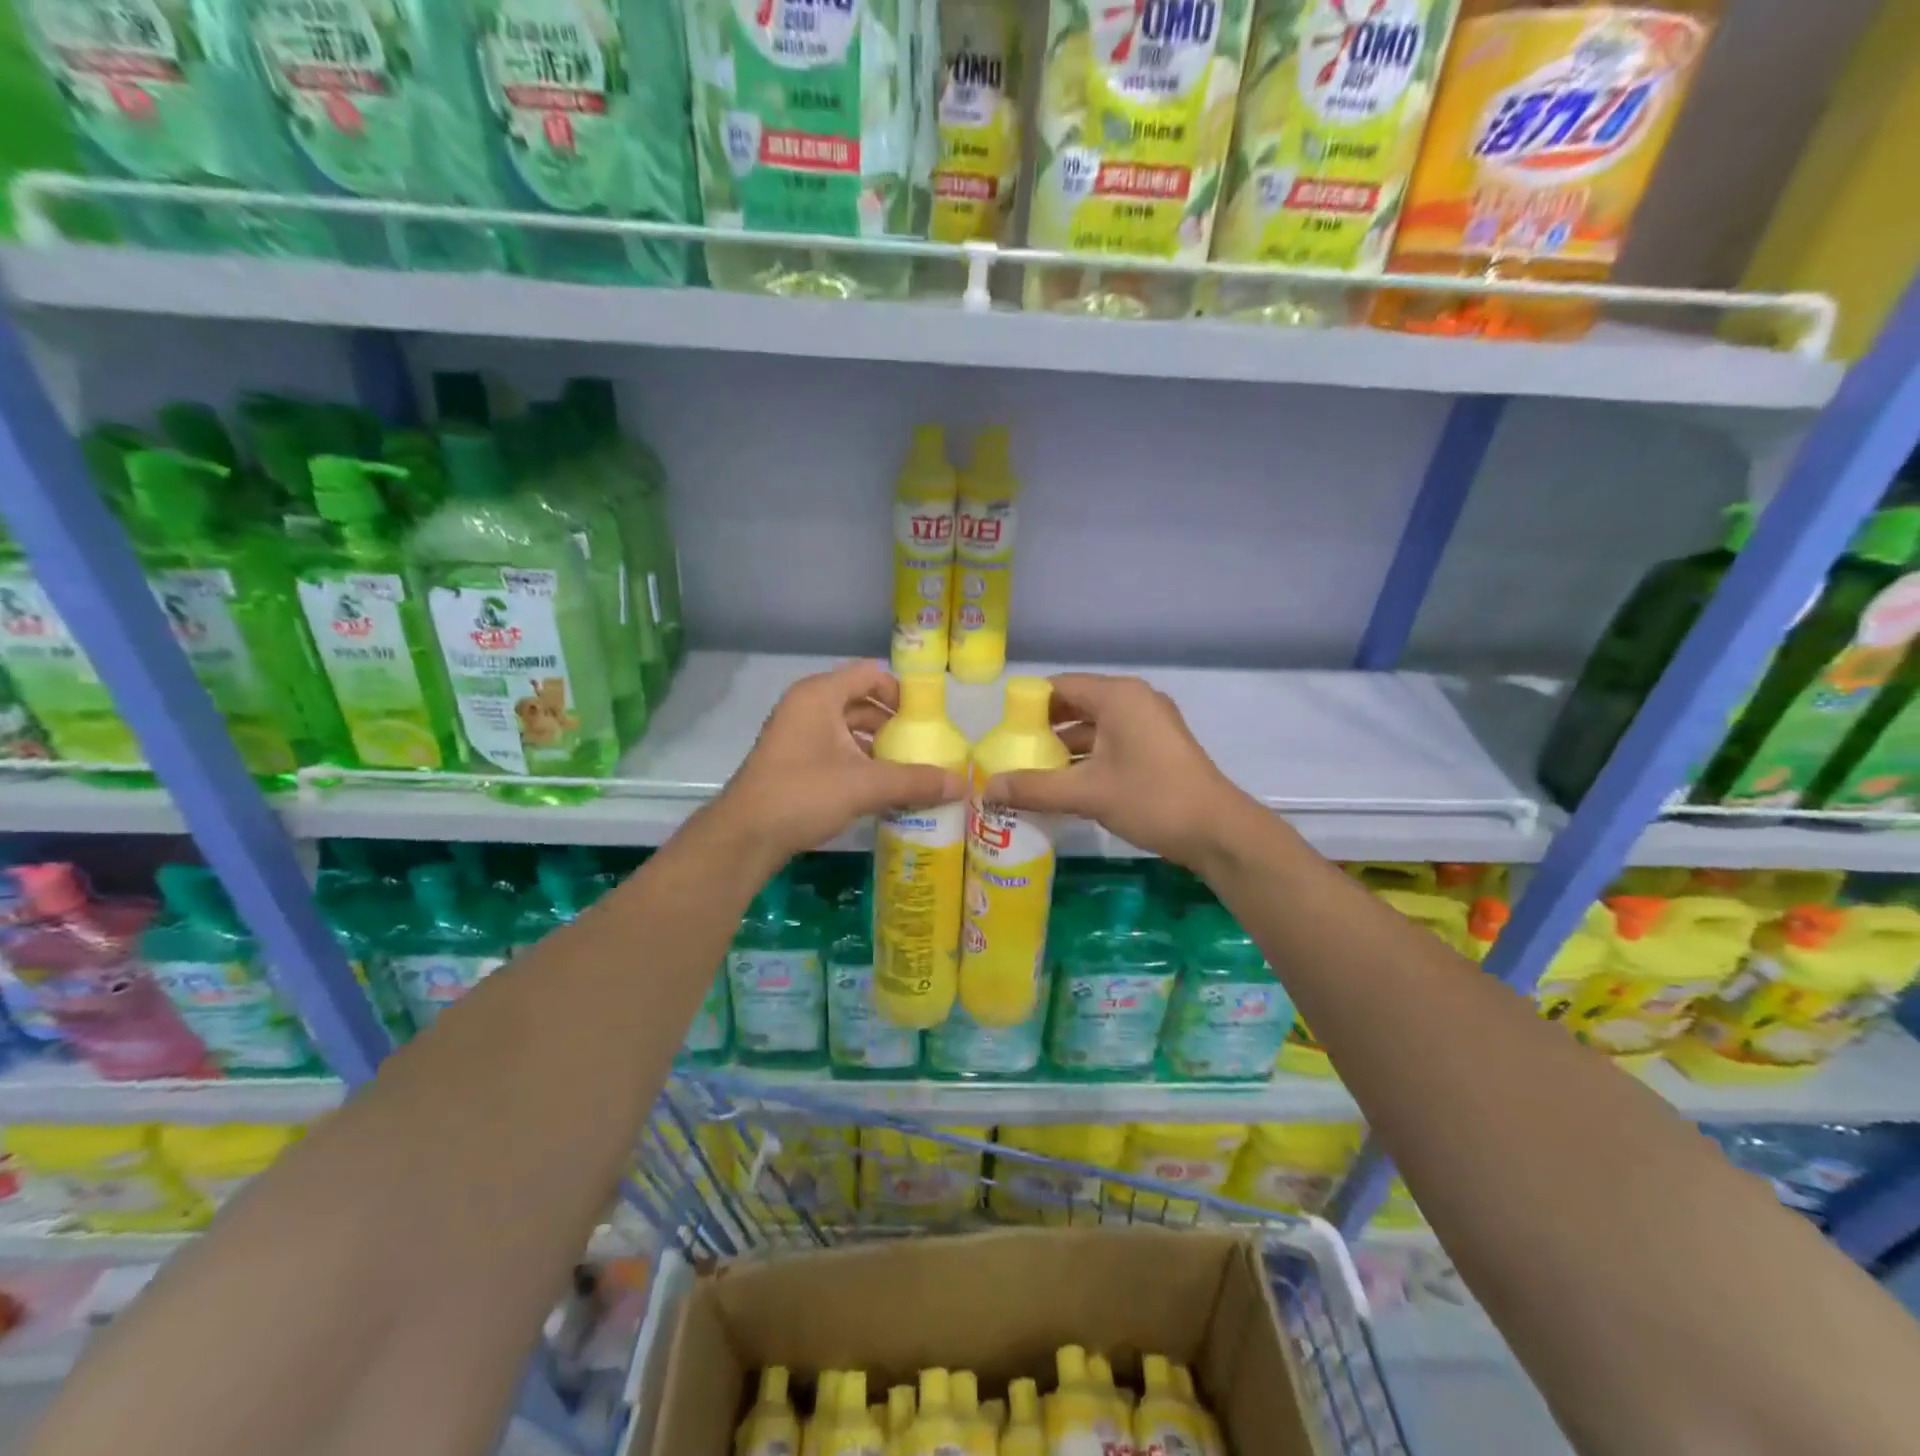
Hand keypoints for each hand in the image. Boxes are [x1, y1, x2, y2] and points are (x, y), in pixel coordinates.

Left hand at [713, 661, 966, 866]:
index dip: (901, 692)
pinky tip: (879, 788)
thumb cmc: (803, 794)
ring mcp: (796, 734)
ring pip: (846, 729)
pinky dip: (858, 762)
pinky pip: (834, 750)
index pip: (870, 675)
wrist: (745, 836)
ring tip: (907, 769)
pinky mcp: (792, 761)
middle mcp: (806, 706)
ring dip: (876, 746)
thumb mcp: (865, 785)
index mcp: (820, 695)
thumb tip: (963, 784)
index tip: (927, 720)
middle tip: (922, 747)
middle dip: (892, 724)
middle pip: (860, 702)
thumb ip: (915, 782)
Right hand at [982, 673, 1247, 867]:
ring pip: (1094, 727)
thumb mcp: (1087, 793)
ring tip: (1030, 772)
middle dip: (1042, 729)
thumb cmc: (1151, 799)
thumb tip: (987, 789)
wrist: (1217, 831)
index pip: (1060, 686)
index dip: (1027, 705)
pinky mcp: (1156, 747)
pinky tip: (1064, 785)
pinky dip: (1086, 758)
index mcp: (1118, 696)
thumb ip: (1034, 788)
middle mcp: (1133, 700)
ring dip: (1064, 748)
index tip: (1001, 731)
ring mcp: (1148, 723)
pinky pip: (1111, 742)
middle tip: (1011, 753)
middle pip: (1076, 705)